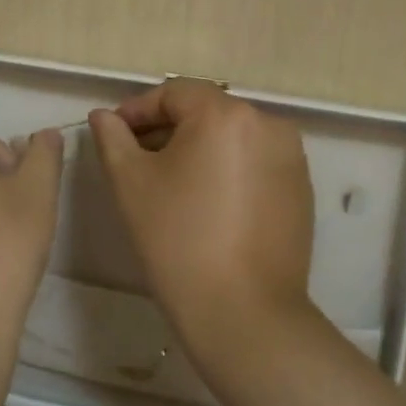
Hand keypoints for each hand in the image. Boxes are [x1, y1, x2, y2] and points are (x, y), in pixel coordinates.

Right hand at [89, 81, 314, 350]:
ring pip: (232, 138)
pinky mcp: (301, 189)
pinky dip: (227, 170)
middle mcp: (268, 124)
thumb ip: (113, 139)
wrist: (243, 312)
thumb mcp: (131, 184)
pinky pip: (255, 163)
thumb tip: (104, 116)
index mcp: (226, 114)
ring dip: (198, 149)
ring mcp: (291, 158)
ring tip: (170, 184)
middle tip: (135, 160)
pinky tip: (207, 204)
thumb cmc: (178, 240)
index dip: (138, 110)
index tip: (113, 134)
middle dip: (167, 129)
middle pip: (206, 112)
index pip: (174, 93)